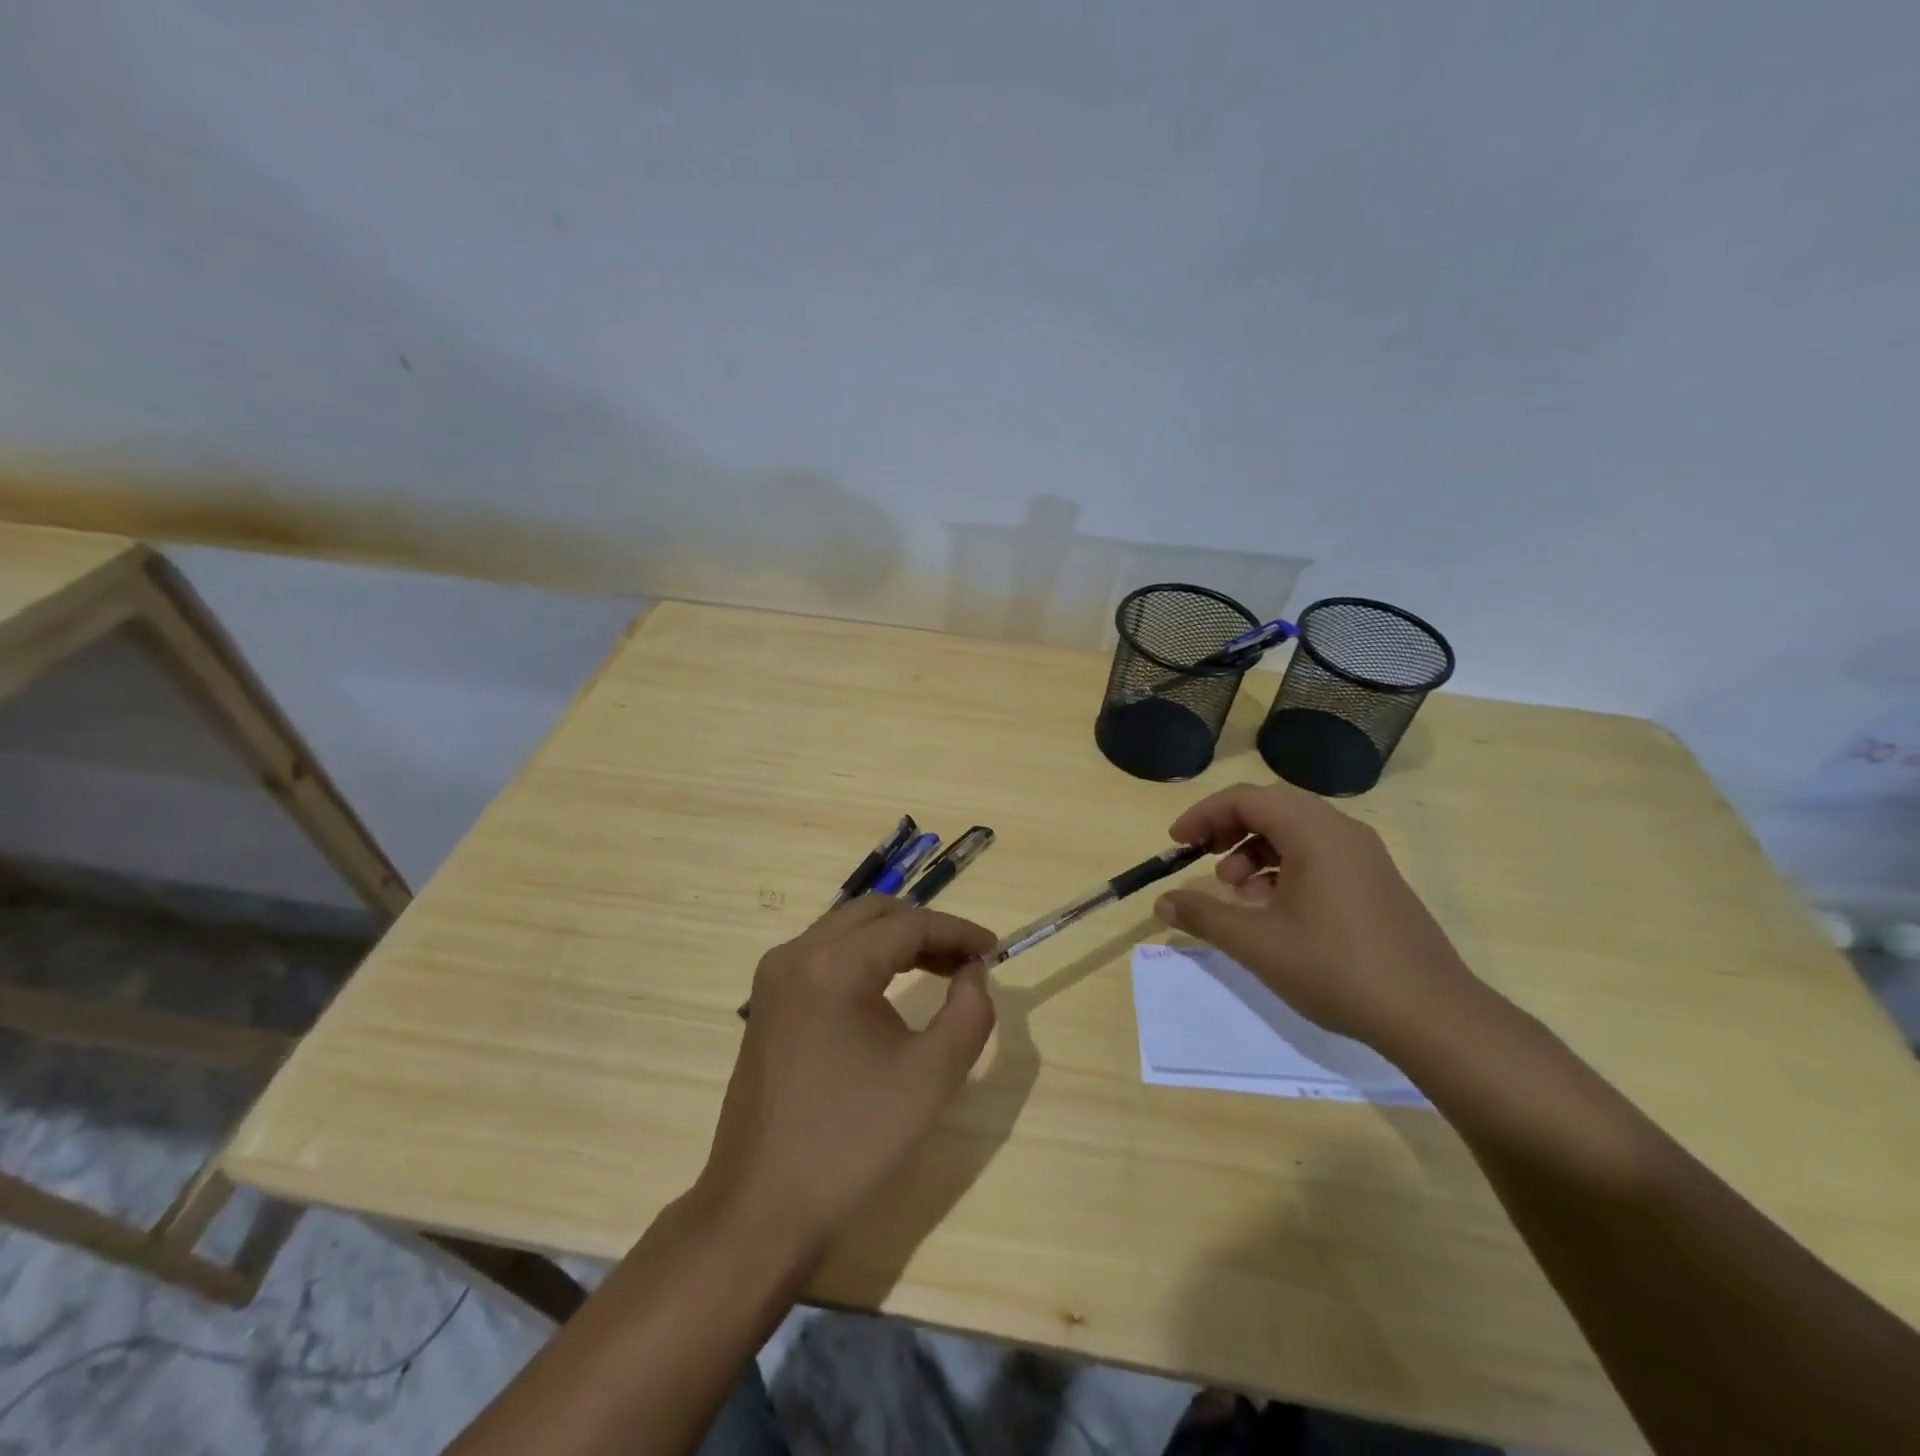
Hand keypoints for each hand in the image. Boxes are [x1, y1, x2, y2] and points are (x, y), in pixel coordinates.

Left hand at [699, 897, 997, 1261]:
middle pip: (874, 913)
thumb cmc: (853, 1141)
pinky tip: (890, 988)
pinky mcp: (767, 1001)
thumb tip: (972, 971)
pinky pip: (824, 955)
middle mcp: (795, 954)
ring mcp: (774, 977)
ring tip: (939, 970)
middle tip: (966, 960)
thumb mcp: (932, 1076)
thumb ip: (969, 1011)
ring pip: (847, 929)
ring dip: (895, 939)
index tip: (994, 949)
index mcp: (832, 966)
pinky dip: (865, 957)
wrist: (763, 1208)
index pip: (908, 925)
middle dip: (926, 928)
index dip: (957, 931)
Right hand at [1153, 782, 1482, 1054]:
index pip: (1247, 798)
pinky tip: (1273, 908)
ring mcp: (1365, 856)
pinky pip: (1319, 854)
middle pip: (1272, 807)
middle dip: (1229, 828)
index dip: (1204, 815)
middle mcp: (1342, 832)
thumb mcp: (1257, 944)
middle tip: (1202, 858)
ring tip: (1237, 891)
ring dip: (1256, 849)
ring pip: (1296, 831)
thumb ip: (1203, 916)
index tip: (1177, 843)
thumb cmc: (1337, 969)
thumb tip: (1162, 902)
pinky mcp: (1376, 881)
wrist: (1432, 1016)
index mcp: (1315, 833)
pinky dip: (1285, 867)